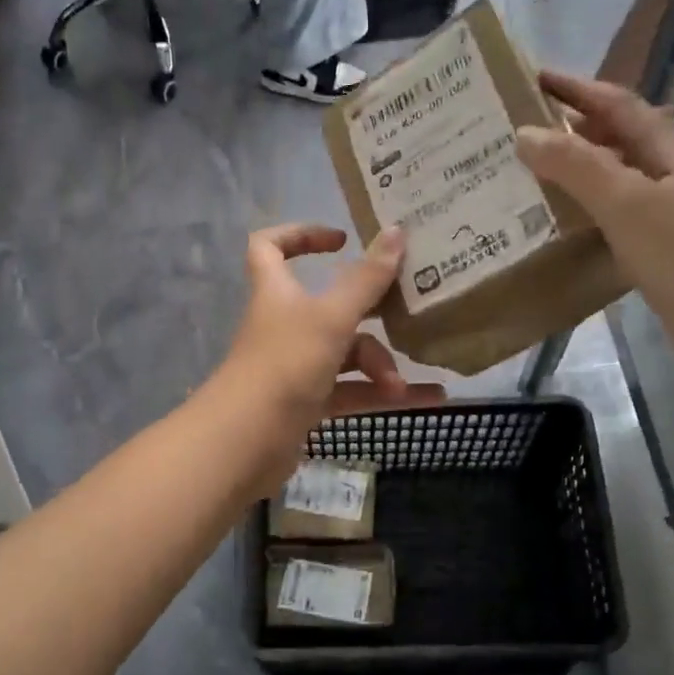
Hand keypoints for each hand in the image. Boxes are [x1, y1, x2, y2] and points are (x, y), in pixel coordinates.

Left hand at [216, 224, 444, 488]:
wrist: (245, 443)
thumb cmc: (285, 365)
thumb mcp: (332, 318)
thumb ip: (366, 279)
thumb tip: (397, 231)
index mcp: (277, 292)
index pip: (271, 246)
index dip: (301, 234)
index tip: (343, 239)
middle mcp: (284, 325)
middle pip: (331, 306)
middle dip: (371, 312)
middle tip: (408, 309)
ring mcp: (295, 366)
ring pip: (346, 354)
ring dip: (379, 366)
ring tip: (400, 385)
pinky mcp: (306, 403)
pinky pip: (352, 391)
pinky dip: (383, 394)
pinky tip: (427, 400)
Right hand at [516, 70, 673, 395]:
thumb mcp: (627, 205)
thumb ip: (577, 167)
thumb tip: (525, 133)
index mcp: (672, 155)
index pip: (621, 105)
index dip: (579, 89)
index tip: (533, 79)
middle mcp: (673, 178)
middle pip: (621, 139)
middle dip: (576, 127)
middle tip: (522, 130)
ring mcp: (671, 218)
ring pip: (617, 181)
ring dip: (578, 171)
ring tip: (530, 174)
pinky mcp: (662, 254)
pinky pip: (616, 219)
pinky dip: (587, 212)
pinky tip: (561, 226)